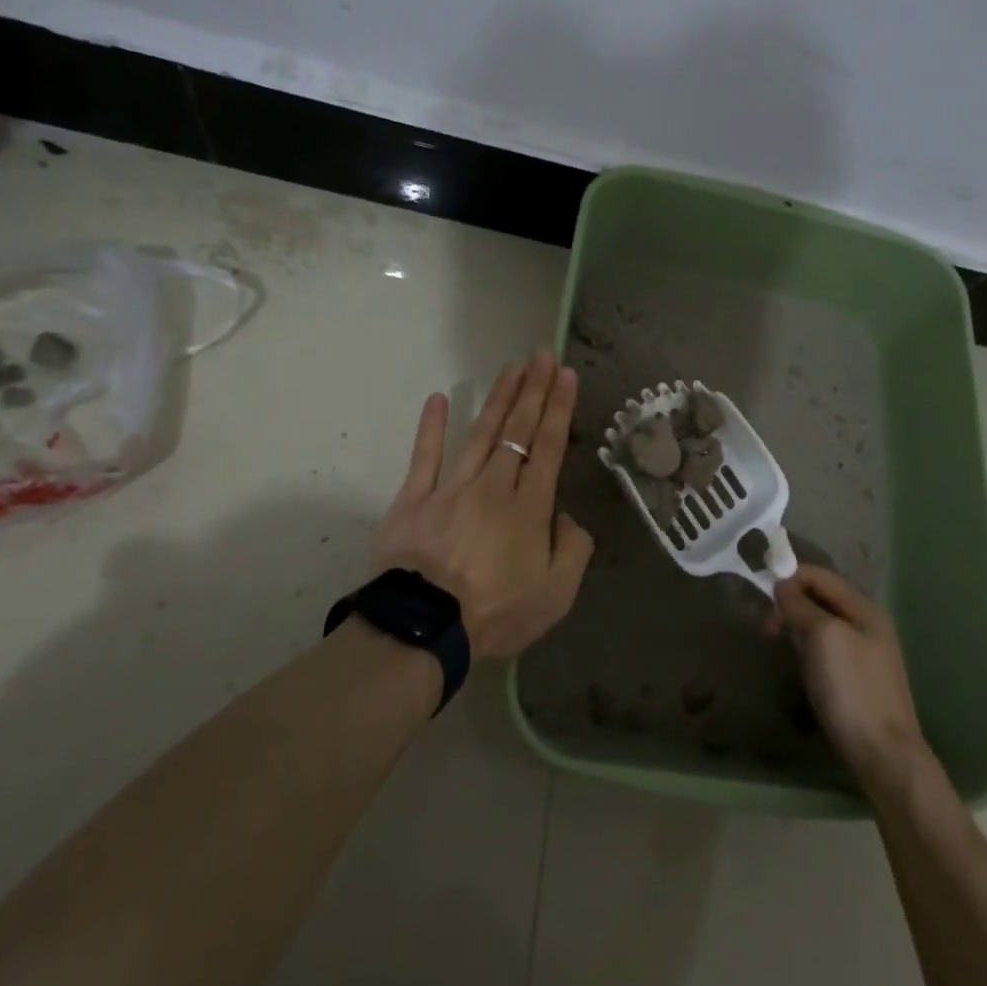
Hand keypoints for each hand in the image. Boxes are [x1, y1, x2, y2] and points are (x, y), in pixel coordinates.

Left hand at [372, 351, 594, 660]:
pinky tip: (437, 398)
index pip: (549, 447)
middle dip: (533, 391)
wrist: (424, 630)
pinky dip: (430, 427)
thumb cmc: (495, 614)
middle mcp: (494, 487)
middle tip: (542, 355)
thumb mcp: (556, 595)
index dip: (559, 409)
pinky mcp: (414, 500)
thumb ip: (572, 550)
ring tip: (512, 367)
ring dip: (498, 398)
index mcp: (529, 508)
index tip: (566, 375)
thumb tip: (566, 518)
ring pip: (479, 434)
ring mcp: (451, 489)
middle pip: (517, 430)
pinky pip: (424, 457)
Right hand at [769, 566, 928, 792]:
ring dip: (796, 626)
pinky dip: (807, 647)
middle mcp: (866, 623)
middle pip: (820, 597)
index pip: (819, 575)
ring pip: (821, 623)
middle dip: (790, 604)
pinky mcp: (857, 677)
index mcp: (863, 608)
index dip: (789, 577)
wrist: (884, 755)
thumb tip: (783, 585)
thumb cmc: (851, 689)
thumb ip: (801, 606)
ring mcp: (864, 651)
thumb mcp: (823, 637)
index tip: (762, 596)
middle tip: (767, 629)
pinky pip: (826, 647)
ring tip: (779, 644)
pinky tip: (799, 664)